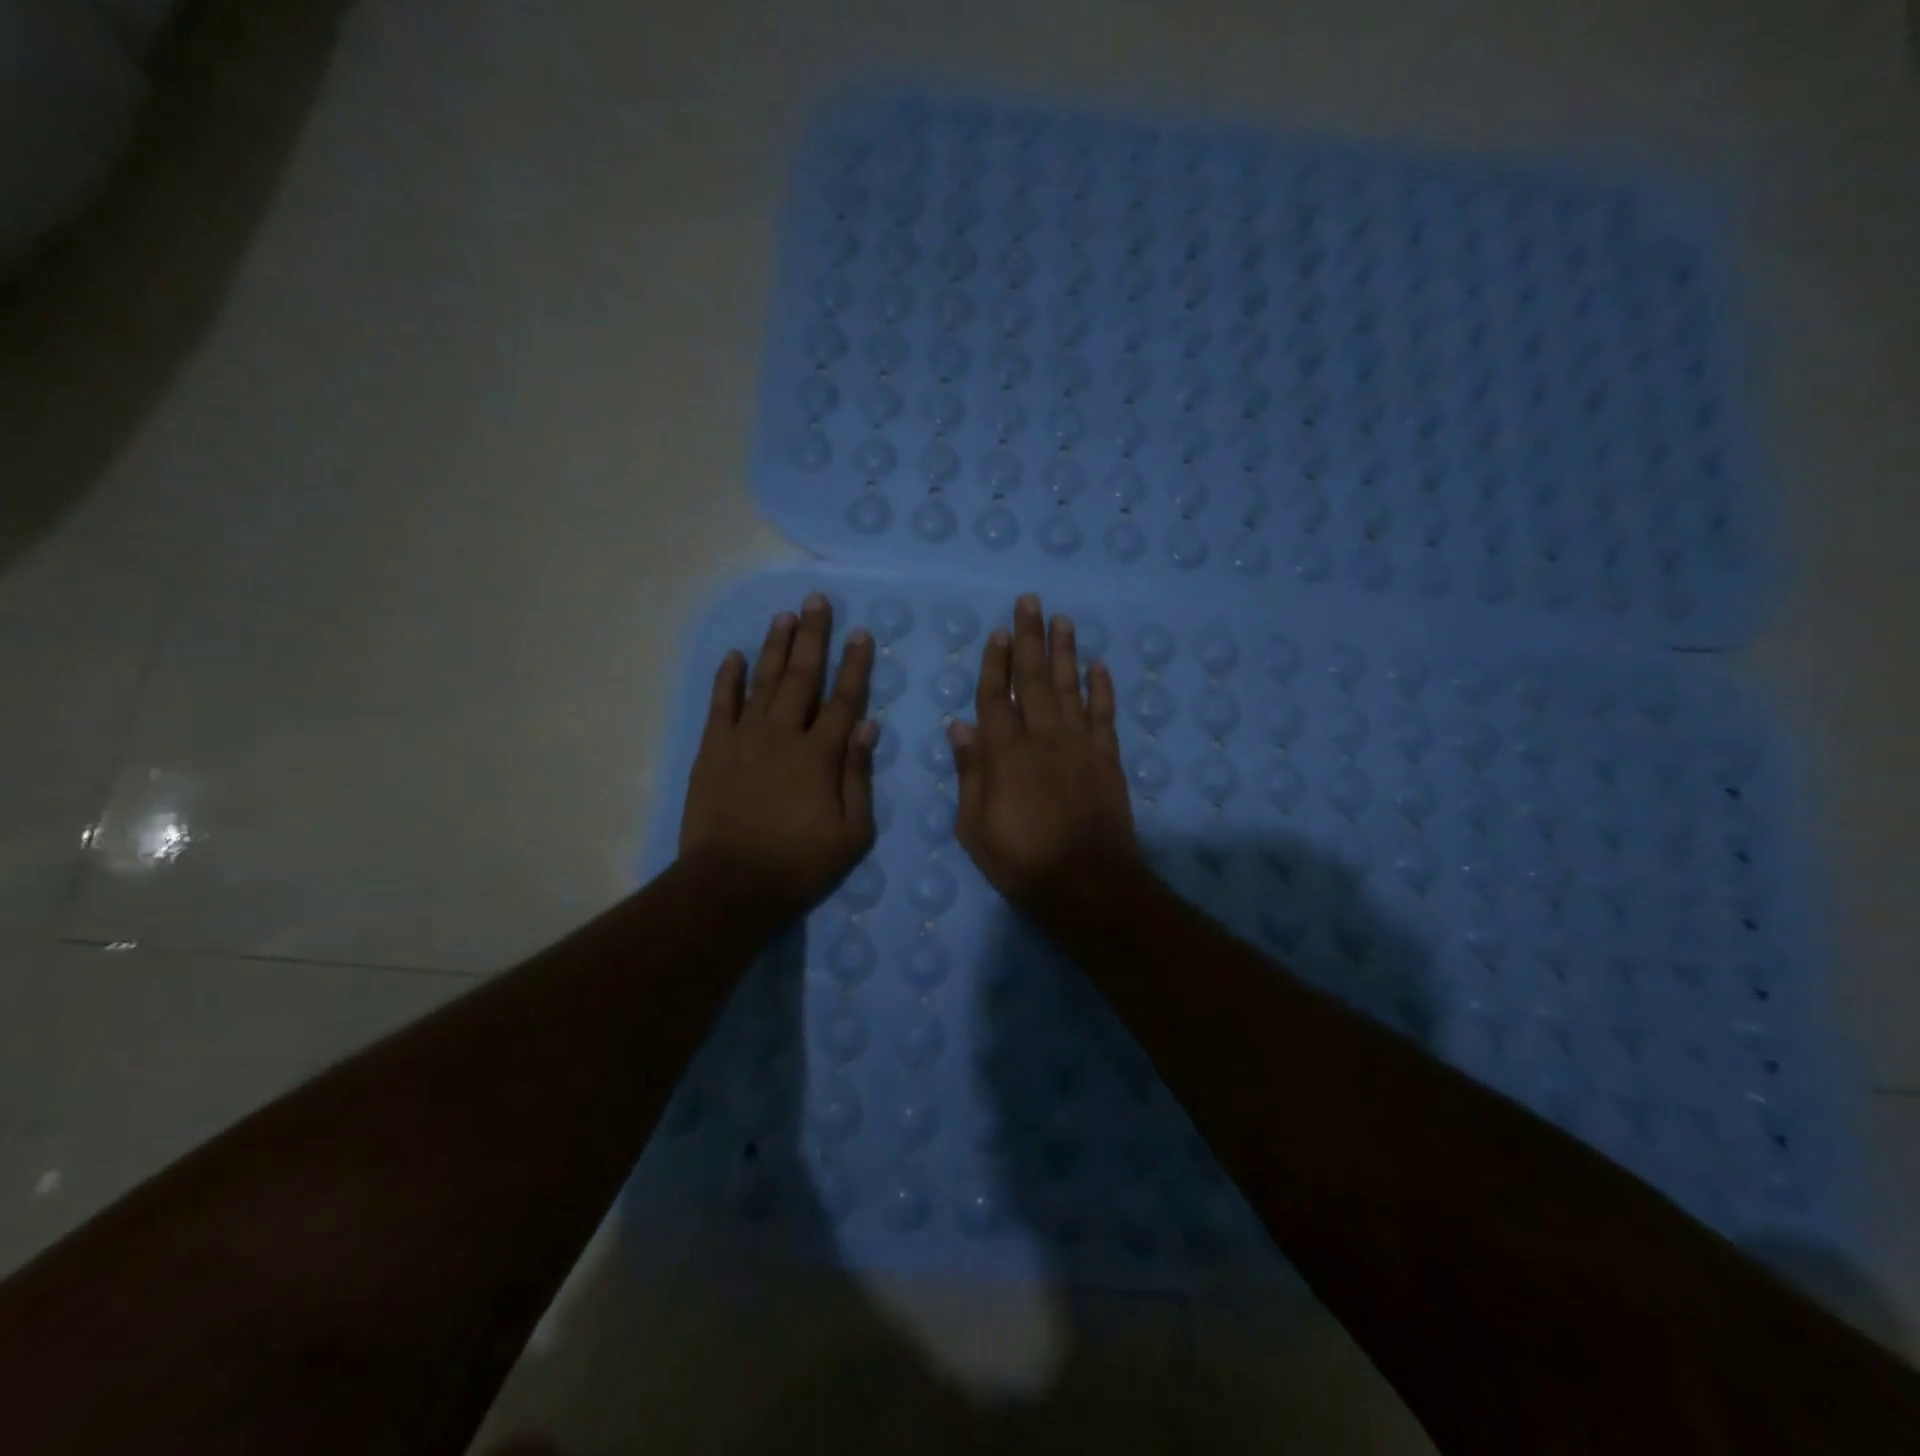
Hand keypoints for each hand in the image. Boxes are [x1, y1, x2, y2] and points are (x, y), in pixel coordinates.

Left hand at [679, 594, 876, 917]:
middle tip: (818, 601)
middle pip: (802, 676)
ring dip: (776, 646)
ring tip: (785, 616)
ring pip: (764, 681)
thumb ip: (859, 775)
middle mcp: (783, 734)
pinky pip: (721, 703)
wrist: (731, 884)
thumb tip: (868, 725)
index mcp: (820, 754)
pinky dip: (728, 677)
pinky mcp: (713, 749)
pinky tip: (735, 654)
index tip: (861, 633)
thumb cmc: (799, 863)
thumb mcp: (852, 832)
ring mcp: (744, 738)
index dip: (855, 664)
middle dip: (813, 636)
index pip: (844, 699)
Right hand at [948, 594, 1139, 921]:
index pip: (997, 696)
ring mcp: (1079, 744)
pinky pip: (1105, 714)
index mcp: (1005, 752)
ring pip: (1071, 686)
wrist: (1087, 883)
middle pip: (1035, 678)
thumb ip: (969, 773)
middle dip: (1030, 638)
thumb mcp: (974, 826)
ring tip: (1063, 620)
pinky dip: (1102, 687)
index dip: (995, 662)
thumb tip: (959, 726)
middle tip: (1030, 602)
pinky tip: (1100, 664)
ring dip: (1065, 651)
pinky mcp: (1107, 758)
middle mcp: (1042, 736)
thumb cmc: (1021, 860)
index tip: (998, 632)